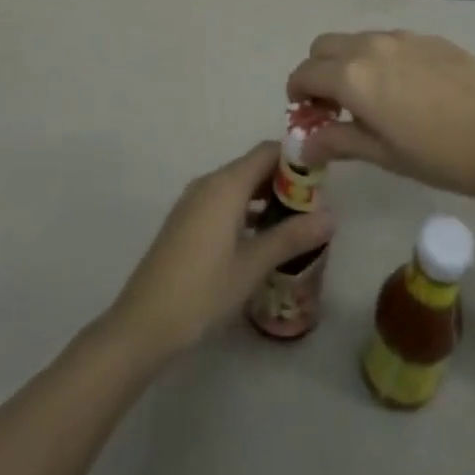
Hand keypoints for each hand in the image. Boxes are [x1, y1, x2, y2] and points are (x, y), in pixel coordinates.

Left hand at [103, 143, 334, 362]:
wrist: (143, 323)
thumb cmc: (202, 290)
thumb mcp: (252, 265)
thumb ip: (291, 237)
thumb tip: (331, 216)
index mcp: (226, 184)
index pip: (268, 152)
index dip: (296, 159)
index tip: (321, 180)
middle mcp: (209, 183)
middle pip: (253, 166)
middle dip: (284, 180)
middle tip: (314, 206)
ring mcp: (194, 201)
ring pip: (238, 184)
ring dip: (266, 196)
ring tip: (295, 222)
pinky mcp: (186, 220)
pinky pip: (224, 201)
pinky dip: (246, 209)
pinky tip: (262, 237)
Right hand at [287, 30, 474, 203]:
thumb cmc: (439, 155)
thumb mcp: (382, 154)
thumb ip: (337, 140)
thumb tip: (304, 142)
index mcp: (352, 75)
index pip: (305, 72)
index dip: (297, 92)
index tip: (306, 113)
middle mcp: (371, 46)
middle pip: (324, 46)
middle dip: (318, 71)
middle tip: (334, 104)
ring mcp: (403, 37)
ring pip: (357, 39)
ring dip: (348, 61)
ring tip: (371, 97)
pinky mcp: (429, 37)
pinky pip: (389, 40)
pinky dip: (380, 58)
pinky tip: (407, 89)